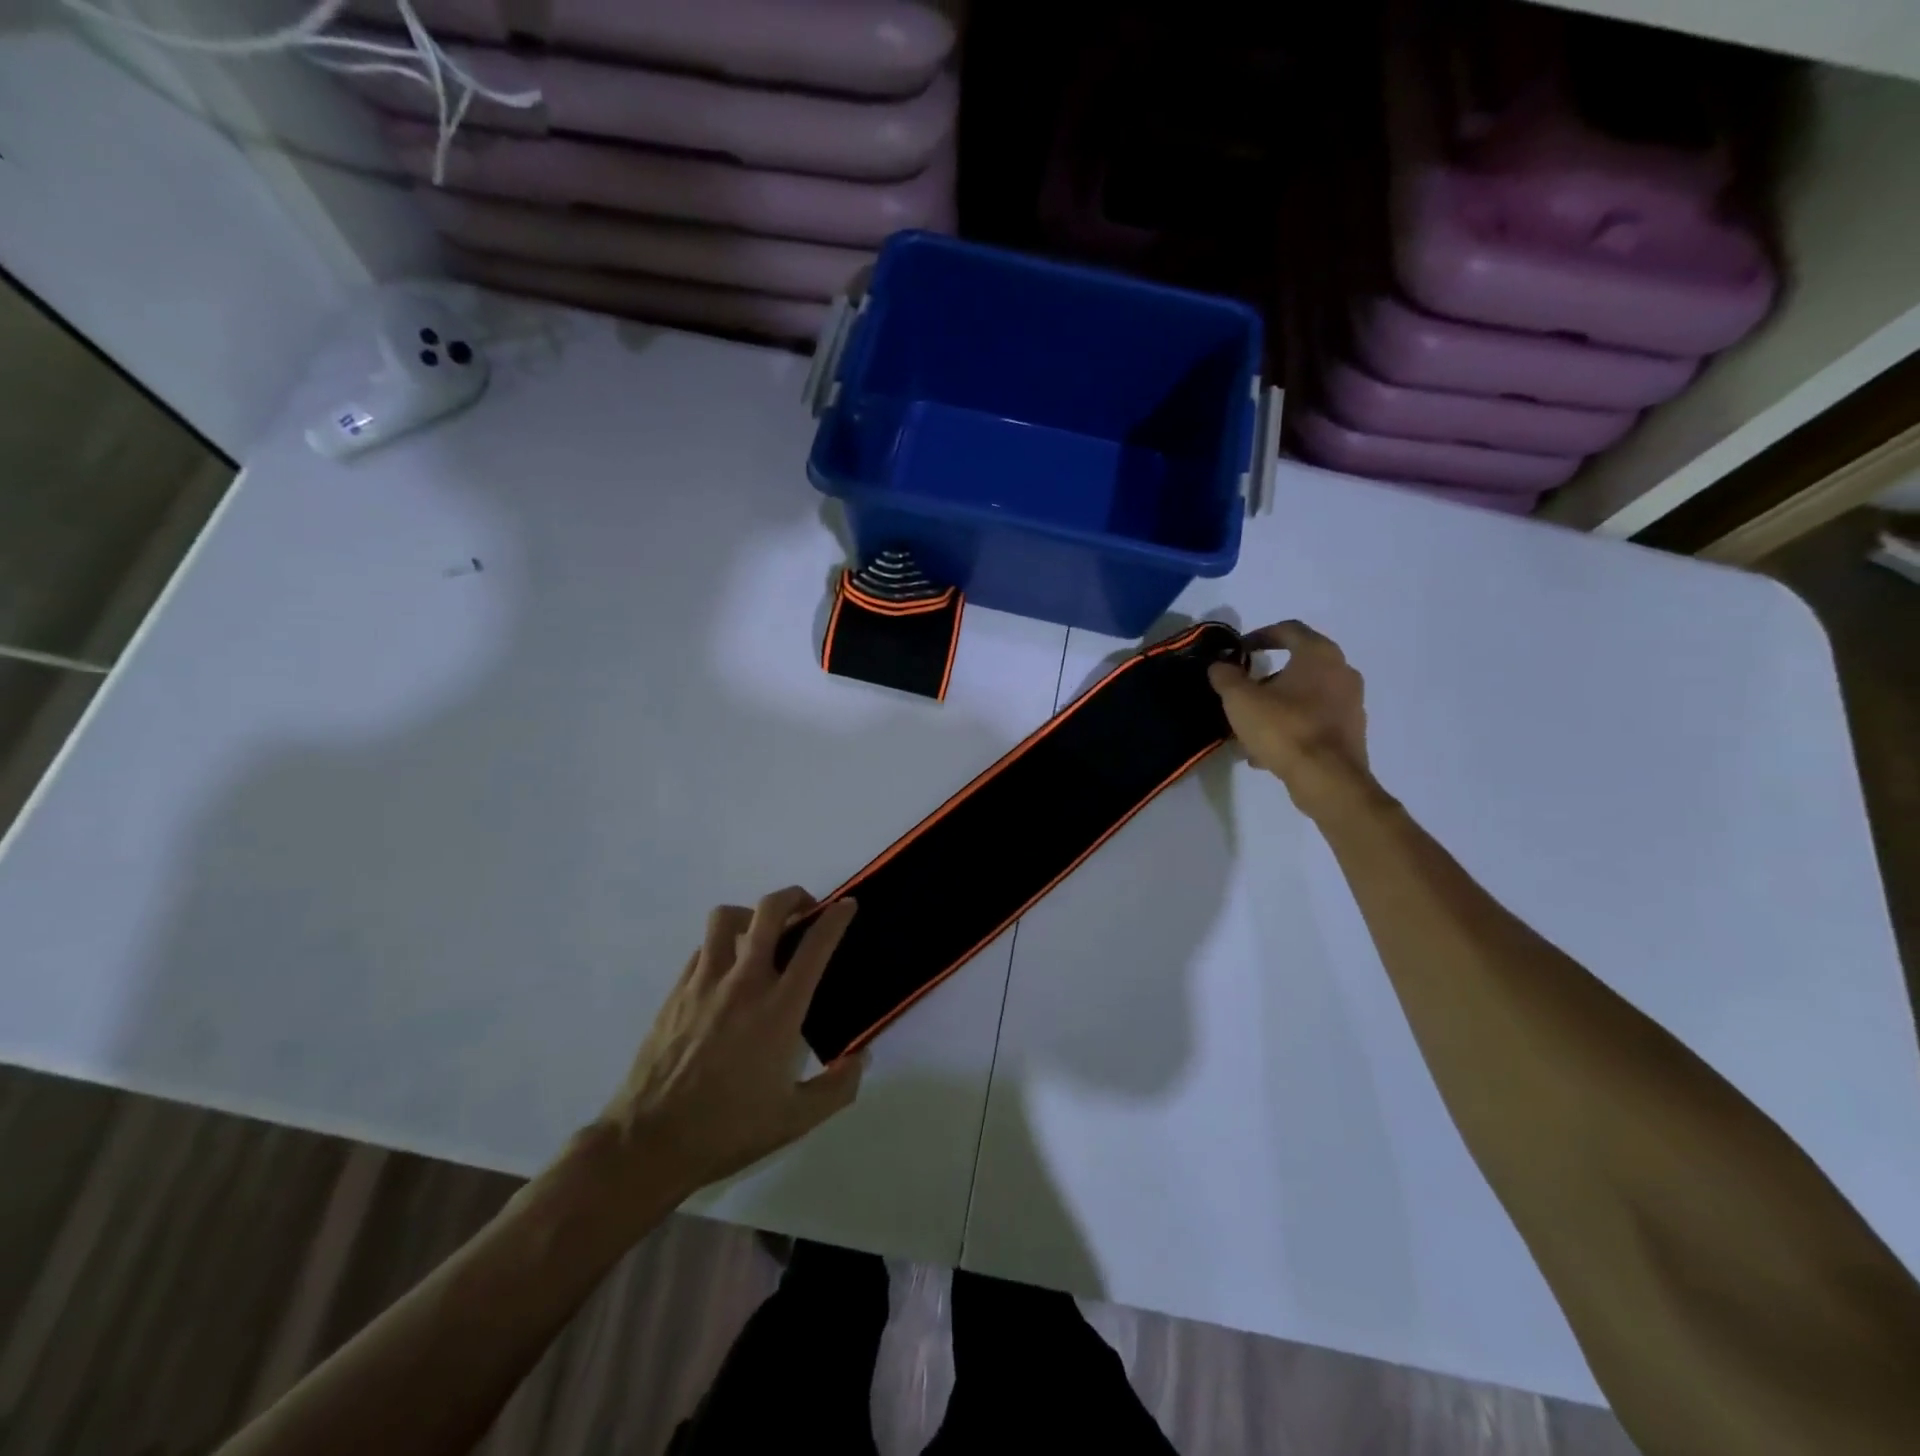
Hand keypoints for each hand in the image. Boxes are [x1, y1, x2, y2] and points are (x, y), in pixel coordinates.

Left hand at [598, 888, 864, 1203]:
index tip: (847, 906)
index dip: (836, 918)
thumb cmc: (727, 1130)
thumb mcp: (795, 1119)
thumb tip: (860, 1058)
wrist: (649, 1142)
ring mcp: (705, 982)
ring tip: (761, 935)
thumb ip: (837, 1088)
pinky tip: (727, 970)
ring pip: (727, 917)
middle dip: (794, 897)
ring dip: (751, 915)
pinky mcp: (677, 991)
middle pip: (769, 910)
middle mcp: (744, 982)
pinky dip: (722, 945)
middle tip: (806, 910)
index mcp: (780, 1009)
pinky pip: (703, 947)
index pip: (815, 945)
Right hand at [1208, 620, 1372, 815]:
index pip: (1288, 629)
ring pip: (1304, 696)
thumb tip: (1220, 666)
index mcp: (1319, 654)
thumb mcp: (1240, 700)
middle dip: (1266, 678)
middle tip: (1242, 692)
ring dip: (1276, 705)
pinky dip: (1290, 726)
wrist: (1327, 779)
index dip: (1259, 635)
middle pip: (1298, 665)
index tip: (1238, 650)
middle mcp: (1342, 672)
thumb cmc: (1283, 728)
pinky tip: (1265, 751)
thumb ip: (1226, 677)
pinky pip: (1313, 720)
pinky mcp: (1351, 732)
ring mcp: (1351, 703)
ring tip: (1248, 728)